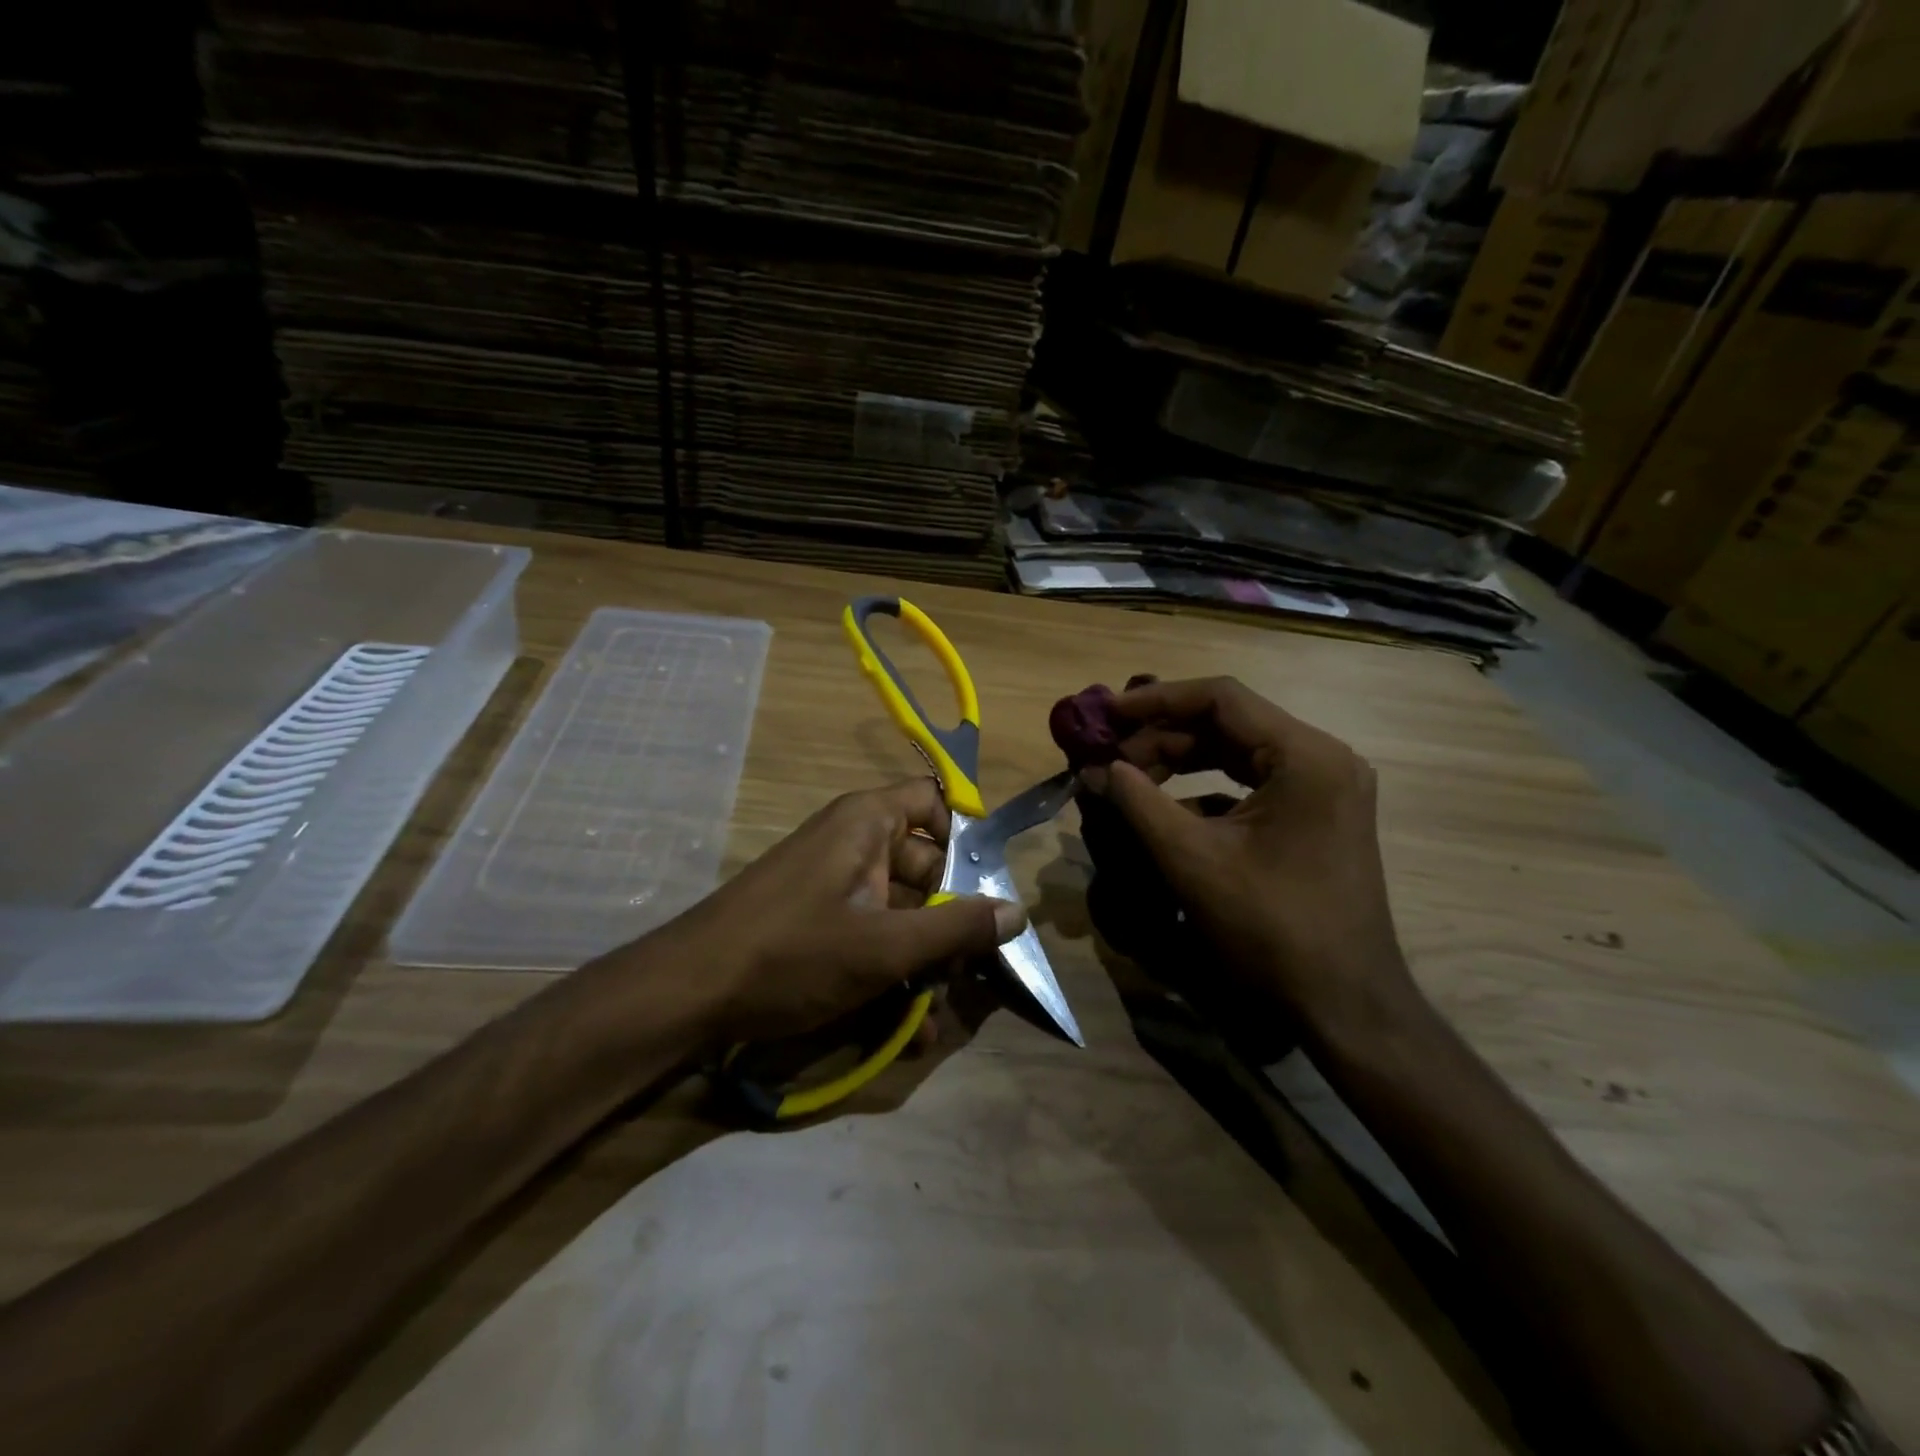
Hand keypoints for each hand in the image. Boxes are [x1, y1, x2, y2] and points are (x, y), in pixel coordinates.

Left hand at [661, 777, 1024, 1046]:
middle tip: (976, 964)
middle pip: (924, 863)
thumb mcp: (884, 946)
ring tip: (943, 1007)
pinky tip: (909, 1026)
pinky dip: (890, 968)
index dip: (965, 837)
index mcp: (867, 823)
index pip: (933, 801)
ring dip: (924, 956)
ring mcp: (832, 884)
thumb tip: (1018, 912)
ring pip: (900, 908)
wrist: (687, 994)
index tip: (989, 888)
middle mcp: (851, 842)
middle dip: (952, 916)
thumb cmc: (793, 952)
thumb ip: (956, 929)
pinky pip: (870, 932)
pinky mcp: (817, 922)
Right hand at [1079, 677, 1413, 1040]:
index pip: (1221, 698)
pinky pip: (1251, 784)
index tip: (1107, 714)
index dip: (1156, 700)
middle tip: (1109, 757)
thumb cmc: (1271, 928)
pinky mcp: (1316, 816)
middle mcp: (1322, 758)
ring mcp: (1324, 788)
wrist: (1345, 1006)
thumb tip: (1093, 769)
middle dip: (1162, 737)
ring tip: (1128, 779)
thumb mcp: (1191, 860)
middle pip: (1228, 723)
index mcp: (1304, 755)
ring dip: (1180, 761)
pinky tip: (1164, 812)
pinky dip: (1204, 789)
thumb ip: (1137, 802)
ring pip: (1237, 752)